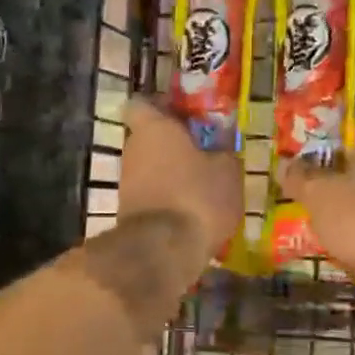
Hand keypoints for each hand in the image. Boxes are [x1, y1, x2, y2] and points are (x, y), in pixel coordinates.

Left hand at [119, 98, 243, 259]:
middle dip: (173, 143)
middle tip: (205, 151)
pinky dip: (169, 198)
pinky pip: (152, 194)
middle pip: (149, 137)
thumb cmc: (197, 196)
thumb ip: (223, 152)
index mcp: (153, 128)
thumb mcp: (227, 170)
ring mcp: (127, 182)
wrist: (162, 251)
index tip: (184, 113)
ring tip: (205, 185)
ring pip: (151, 167)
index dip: (161, 105)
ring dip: (172, 172)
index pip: (142, 103)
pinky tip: (194, 210)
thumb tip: (220, 148)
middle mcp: (133, 149)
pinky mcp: (128, 212)